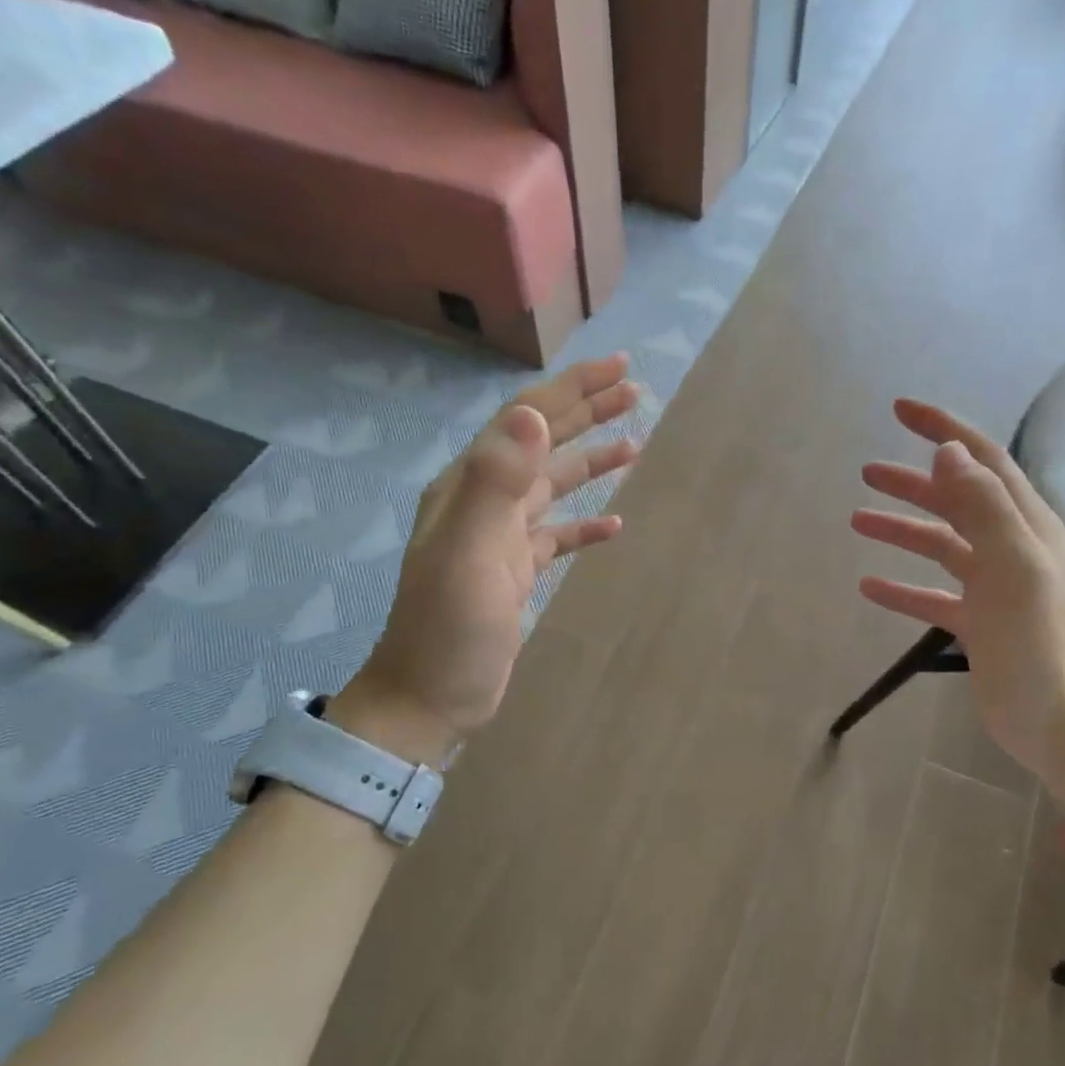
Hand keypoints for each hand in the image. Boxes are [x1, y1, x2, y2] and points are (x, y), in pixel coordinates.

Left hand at [335, 355, 640, 760]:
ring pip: (553, 485)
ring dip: (591, 461)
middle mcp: (485, 500)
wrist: (429, 696)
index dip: (573, 390)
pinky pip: (557, 534)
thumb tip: (533, 413)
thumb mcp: (471, 552)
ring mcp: (500, 536)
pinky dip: (584, 524)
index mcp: (471, 484)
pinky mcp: (515, 570)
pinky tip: (613, 523)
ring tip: (635, 444)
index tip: (620, 369)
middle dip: (587, 413)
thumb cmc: (449, 628)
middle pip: (543, 443)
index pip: (527, 419)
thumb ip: (499, 481)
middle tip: (635, 392)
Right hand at [852, 399, 1064, 788]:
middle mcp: (1012, 547)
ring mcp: (994, 587)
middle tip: (867, 472)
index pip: (982, 460)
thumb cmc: (1038, 641)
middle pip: (956, 499)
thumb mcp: (1013, 564)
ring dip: (902, 529)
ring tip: (858, 519)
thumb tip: (948, 450)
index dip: (944, 430)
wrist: (1058, 720)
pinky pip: (932, 595)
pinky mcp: (978, 623)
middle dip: (913, 482)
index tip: (901, 411)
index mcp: (1026, 525)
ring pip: (940, 544)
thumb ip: (981, 504)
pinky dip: (903, 587)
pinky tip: (870, 586)